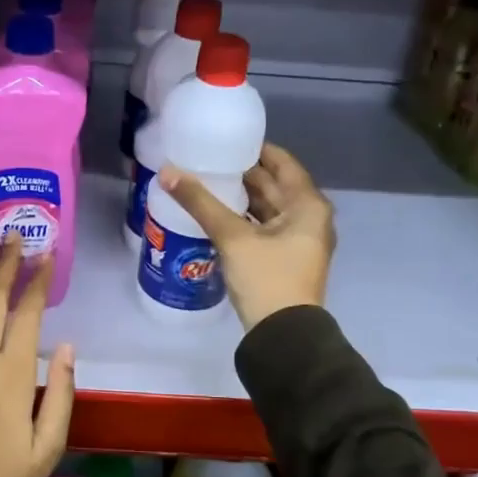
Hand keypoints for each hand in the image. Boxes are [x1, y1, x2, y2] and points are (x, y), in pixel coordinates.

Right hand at [161, 143, 335, 330]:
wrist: (284, 337)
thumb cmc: (266, 278)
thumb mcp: (232, 237)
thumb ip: (200, 203)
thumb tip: (167, 171)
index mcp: (308, 205)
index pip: (282, 163)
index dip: (256, 149)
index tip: (227, 139)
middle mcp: (309, 218)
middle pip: (275, 185)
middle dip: (244, 173)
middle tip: (209, 158)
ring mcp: (299, 240)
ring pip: (268, 207)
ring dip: (242, 196)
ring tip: (208, 181)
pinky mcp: (285, 258)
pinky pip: (264, 226)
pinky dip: (244, 217)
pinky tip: (218, 213)